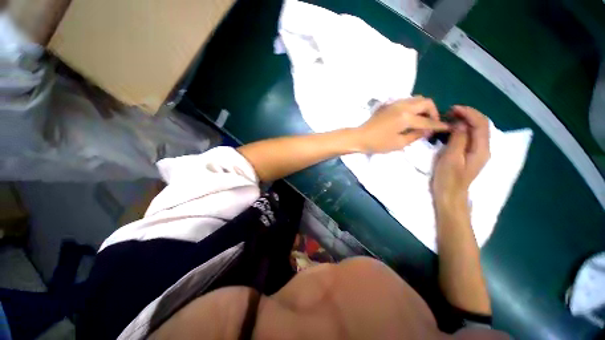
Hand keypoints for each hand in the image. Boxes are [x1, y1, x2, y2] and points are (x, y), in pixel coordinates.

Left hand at [355, 97, 449, 153]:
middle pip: (426, 102)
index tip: (447, 128)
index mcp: (405, 117)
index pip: (427, 121)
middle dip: (433, 112)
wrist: (360, 137)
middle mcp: (402, 106)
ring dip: (423, 108)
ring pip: (417, 99)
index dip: (438, 125)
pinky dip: (413, 107)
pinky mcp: (388, 104)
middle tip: (431, 124)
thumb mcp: (398, 143)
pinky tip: (410, 117)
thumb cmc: (377, 143)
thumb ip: (416, 135)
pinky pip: (407, 101)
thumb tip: (428, 130)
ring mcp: (394, 103)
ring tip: (422, 120)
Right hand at [432, 106, 489, 205]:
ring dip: (464, 121)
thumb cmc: (448, 179)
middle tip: (449, 113)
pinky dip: (462, 130)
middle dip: (467, 115)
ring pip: (476, 131)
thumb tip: (460, 124)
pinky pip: (469, 137)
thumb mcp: (450, 158)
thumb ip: (458, 140)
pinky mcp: (469, 155)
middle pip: (481, 125)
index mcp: (481, 149)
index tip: (452, 109)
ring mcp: (477, 152)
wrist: (450, 196)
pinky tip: (452, 131)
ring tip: (449, 119)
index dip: (469, 113)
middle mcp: (483, 148)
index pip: (481, 124)